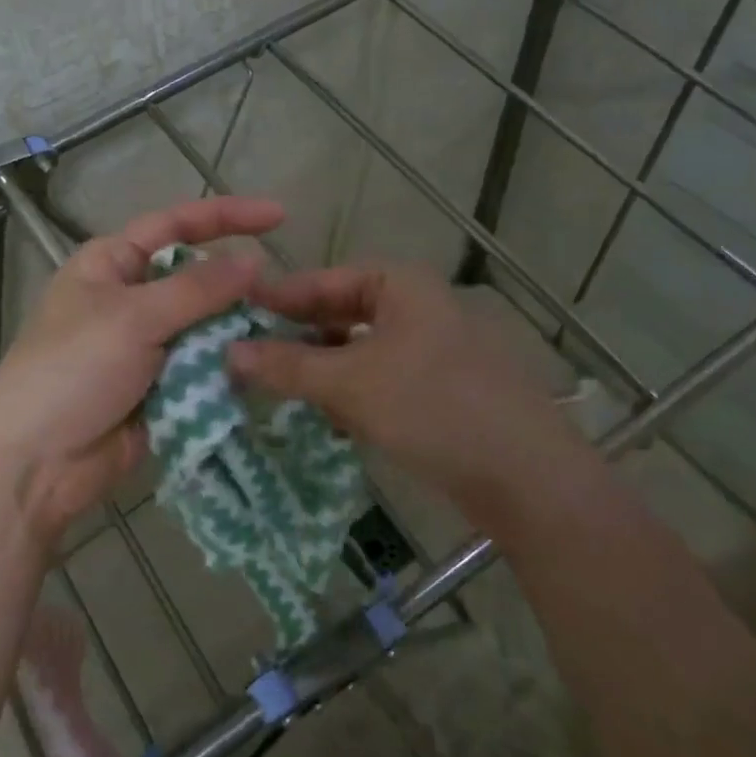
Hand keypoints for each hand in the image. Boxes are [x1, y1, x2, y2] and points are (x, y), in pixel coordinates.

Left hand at [0, 195, 281, 549]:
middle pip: (196, 278)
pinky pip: (203, 366)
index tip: (279, 217)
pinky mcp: (159, 387)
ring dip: (236, 329)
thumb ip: (197, 289)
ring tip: (281, 333)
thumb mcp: (133, 318)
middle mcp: (130, 298)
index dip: (227, 216)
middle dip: (236, 284)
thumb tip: (254, 261)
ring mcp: (145, 345)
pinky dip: (227, 366)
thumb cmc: (73, 371)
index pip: (175, 224)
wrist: (36, 464)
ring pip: (205, 325)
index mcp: (111, 264)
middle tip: (285, 296)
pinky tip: (262, 367)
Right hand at [229, 264, 581, 525]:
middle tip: (250, 356)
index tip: (234, 314)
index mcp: (401, 285)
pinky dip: (355, 395)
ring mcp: (435, 349)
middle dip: (300, 338)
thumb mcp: (350, 383)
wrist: (526, 476)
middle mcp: (420, 307)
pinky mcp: (443, 390)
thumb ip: (287, 365)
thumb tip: (228, 352)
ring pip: (362, 351)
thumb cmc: (432, 407)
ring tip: (283, 390)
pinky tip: (333, 420)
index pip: (324, 280)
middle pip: (343, 315)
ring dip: (324, 370)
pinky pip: (384, 381)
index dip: (279, 298)